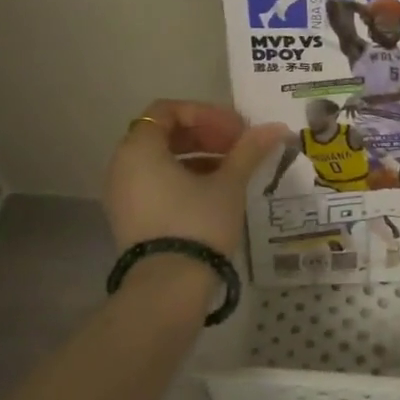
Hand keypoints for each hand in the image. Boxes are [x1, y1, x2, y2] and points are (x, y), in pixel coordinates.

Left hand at [106, 100, 286, 258]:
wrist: (167, 289)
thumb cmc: (197, 223)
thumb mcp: (229, 183)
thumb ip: (249, 150)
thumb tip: (277, 126)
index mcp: (140, 148)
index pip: (168, 110)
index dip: (206, 114)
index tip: (236, 130)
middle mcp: (123, 165)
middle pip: (165, 133)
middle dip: (205, 134)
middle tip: (239, 146)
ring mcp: (122, 194)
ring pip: (161, 159)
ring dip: (198, 156)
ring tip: (233, 169)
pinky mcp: (130, 218)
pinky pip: (156, 182)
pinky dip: (184, 177)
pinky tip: (215, 190)